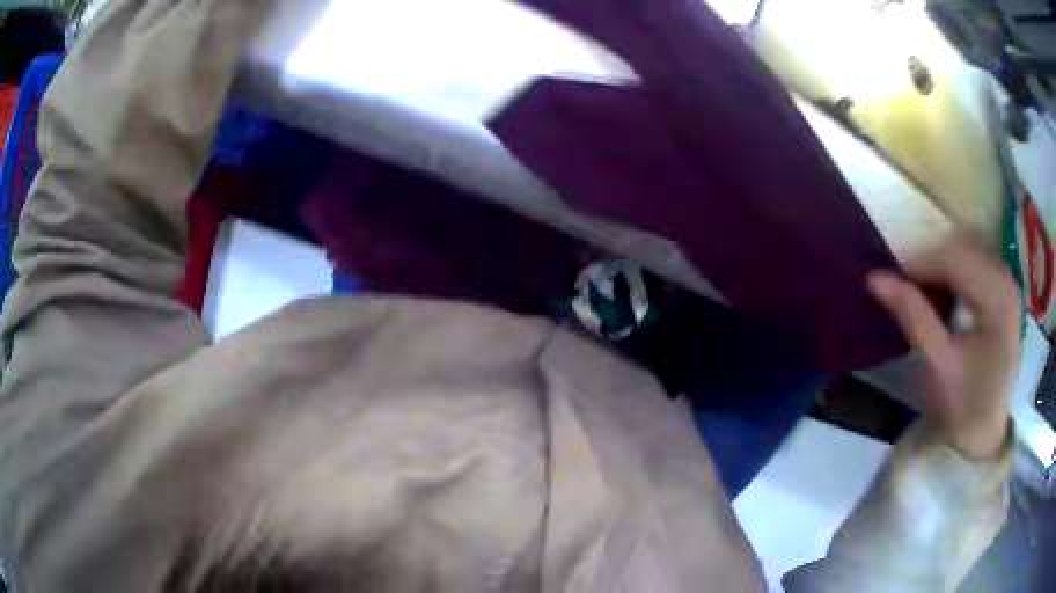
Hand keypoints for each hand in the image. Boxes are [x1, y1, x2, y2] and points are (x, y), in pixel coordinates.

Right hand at [868, 238, 1019, 459]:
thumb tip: (874, 277)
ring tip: (919, 291)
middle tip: (901, 286)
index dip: (918, 263)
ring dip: (939, 267)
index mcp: (997, 300)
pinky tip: (942, 292)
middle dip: (928, 263)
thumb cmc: (964, 406)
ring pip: (966, 253)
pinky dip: (953, 273)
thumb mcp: (937, 365)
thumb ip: (912, 316)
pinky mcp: (1002, 293)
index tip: (888, 279)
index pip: (954, 260)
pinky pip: (974, 265)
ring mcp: (1006, 285)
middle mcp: (1005, 281)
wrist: (985, 434)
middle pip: (961, 250)